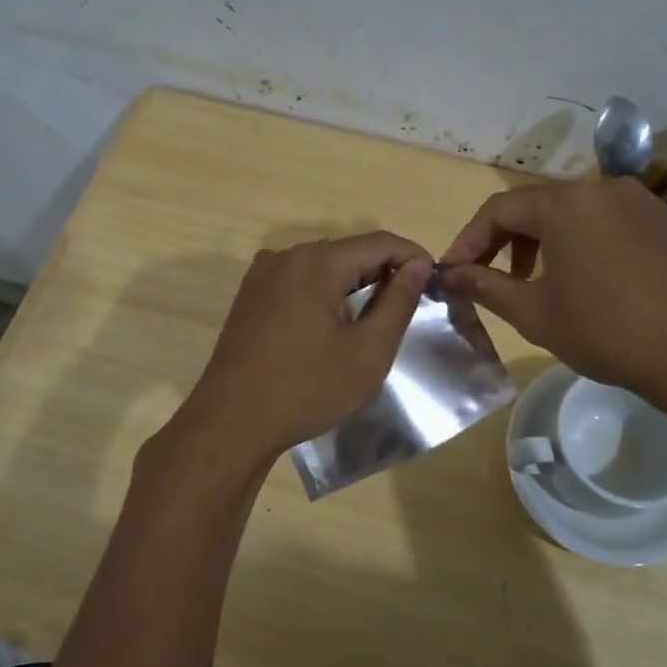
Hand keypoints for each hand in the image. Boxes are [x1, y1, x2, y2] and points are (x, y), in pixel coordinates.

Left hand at [174, 231, 433, 464]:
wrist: (231, 424)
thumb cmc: (307, 388)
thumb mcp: (368, 350)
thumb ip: (398, 301)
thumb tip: (417, 264)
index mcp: (315, 262)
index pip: (379, 242)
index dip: (412, 257)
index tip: (435, 280)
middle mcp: (285, 257)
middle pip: (348, 252)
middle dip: (383, 271)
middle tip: (410, 304)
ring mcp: (262, 276)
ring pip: (323, 268)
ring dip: (354, 284)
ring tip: (378, 316)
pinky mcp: (250, 298)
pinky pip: (299, 283)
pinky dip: (325, 294)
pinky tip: (336, 325)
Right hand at [439, 177, 666, 411]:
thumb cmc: (606, 331)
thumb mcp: (534, 313)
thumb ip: (485, 286)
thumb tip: (450, 274)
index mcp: (566, 202)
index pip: (499, 209)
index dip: (469, 240)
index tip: (453, 273)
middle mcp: (602, 187)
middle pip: (537, 206)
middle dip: (506, 242)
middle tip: (491, 280)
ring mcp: (640, 201)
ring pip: (574, 213)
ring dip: (544, 242)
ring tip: (536, 283)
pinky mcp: (665, 222)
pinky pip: (608, 222)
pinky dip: (582, 243)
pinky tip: (586, 281)